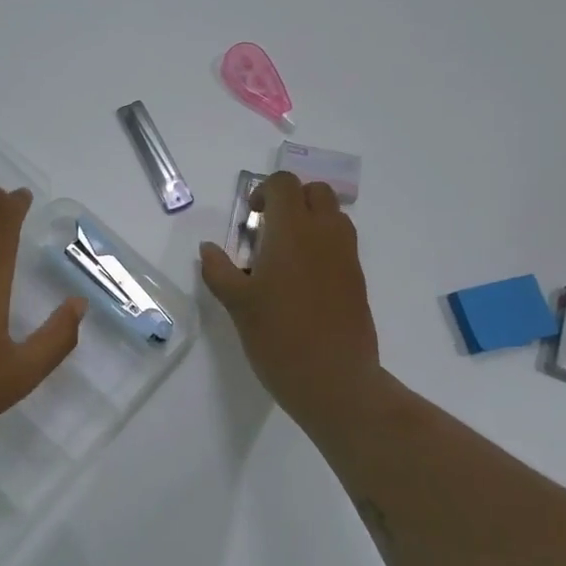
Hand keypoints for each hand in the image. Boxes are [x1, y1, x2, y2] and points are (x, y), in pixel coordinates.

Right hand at [199, 171, 382, 424]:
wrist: (335, 381)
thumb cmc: (278, 338)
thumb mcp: (237, 305)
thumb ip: (219, 271)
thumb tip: (207, 249)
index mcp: (293, 232)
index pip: (284, 185)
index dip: (264, 192)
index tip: (251, 219)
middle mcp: (325, 235)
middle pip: (316, 192)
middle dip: (292, 200)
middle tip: (269, 230)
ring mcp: (347, 257)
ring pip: (334, 216)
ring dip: (311, 220)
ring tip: (286, 254)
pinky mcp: (358, 280)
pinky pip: (342, 244)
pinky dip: (323, 245)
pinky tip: (303, 282)